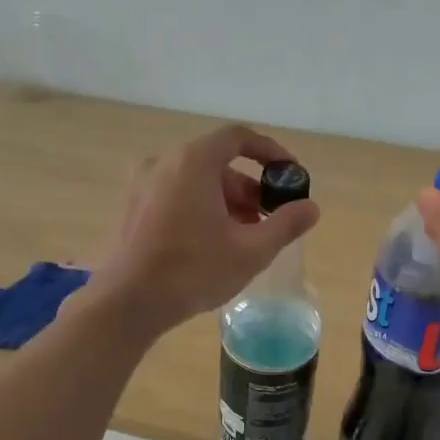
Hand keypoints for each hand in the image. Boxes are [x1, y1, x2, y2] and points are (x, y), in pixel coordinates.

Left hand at [91, 124, 319, 335]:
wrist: (129, 302)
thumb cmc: (193, 270)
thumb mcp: (251, 251)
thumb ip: (285, 224)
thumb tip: (311, 208)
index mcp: (194, 162)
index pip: (239, 138)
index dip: (270, 152)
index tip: (290, 174)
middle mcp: (165, 162)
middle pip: (218, 163)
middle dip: (250, 188)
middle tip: (270, 219)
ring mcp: (144, 185)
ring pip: (197, 182)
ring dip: (227, 202)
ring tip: (245, 238)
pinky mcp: (133, 208)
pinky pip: (177, 195)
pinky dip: (202, 209)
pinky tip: (213, 244)